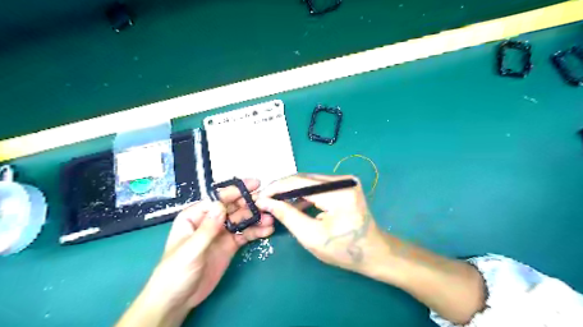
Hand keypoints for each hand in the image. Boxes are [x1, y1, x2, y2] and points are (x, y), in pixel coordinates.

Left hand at [118, 178, 275, 326]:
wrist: (178, 300)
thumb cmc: (175, 272)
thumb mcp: (190, 250)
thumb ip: (207, 228)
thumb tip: (222, 205)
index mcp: (195, 216)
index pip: (218, 199)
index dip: (236, 191)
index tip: (255, 185)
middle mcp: (210, 220)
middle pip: (233, 207)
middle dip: (250, 204)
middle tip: (267, 204)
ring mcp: (221, 233)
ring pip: (241, 220)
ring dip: (256, 218)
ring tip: (270, 220)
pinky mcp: (230, 244)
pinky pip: (245, 234)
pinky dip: (256, 231)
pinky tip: (267, 230)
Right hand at [257, 174, 388, 275]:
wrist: (374, 252)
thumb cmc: (344, 250)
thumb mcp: (311, 236)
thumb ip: (287, 215)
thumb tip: (265, 201)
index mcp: (338, 192)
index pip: (299, 182)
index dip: (275, 188)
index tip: (258, 197)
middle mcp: (343, 180)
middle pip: (303, 179)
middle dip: (281, 189)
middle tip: (263, 199)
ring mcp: (344, 181)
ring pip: (308, 181)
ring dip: (290, 191)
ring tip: (274, 202)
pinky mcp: (343, 185)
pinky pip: (317, 186)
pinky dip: (303, 194)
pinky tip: (292, 204)